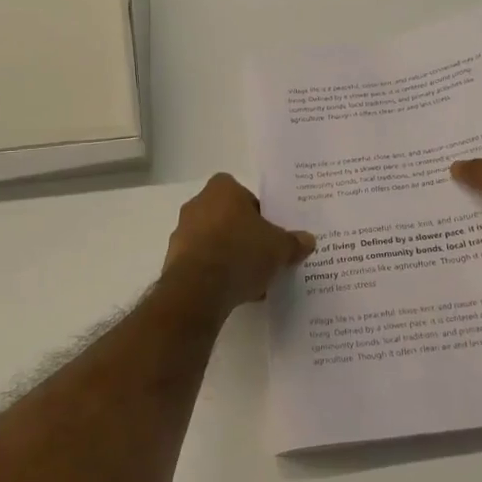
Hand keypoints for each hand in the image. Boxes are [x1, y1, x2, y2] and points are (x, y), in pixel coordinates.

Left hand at [161, 174, 314, 315]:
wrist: (198, 289)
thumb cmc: (241, 252)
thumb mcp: (279, 247)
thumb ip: (294, 242)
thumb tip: (308, 240)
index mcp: (222, 189)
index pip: (243, 193)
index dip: (258, 211)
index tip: (269, 232)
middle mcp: (197, 204)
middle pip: (228, 217)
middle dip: (244, 235)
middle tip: (263, 254)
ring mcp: (182, 233)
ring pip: (214, 241)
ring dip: (230, 256)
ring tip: (252, 280)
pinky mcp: (173, 261)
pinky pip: (202, 263)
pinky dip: (216, 273)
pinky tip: (234, 292)